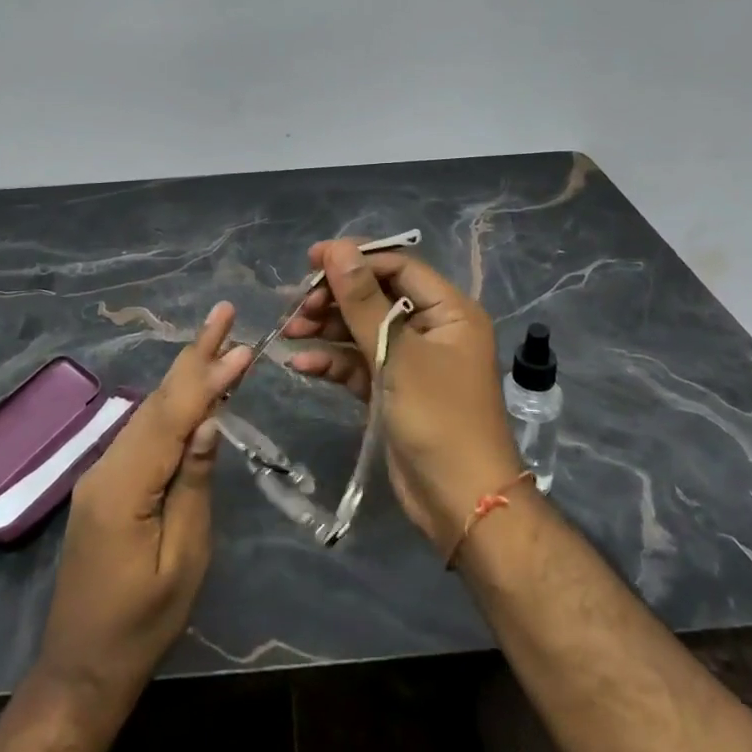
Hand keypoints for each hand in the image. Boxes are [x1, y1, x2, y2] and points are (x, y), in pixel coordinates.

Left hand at [34, 303, 251, 709]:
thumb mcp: (182, 560)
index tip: (241, 343)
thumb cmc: (142, 623)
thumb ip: (194, 485)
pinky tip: (192, 392)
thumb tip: (208, 421)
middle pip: (157, 401)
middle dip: (194, 355)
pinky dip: (172, 405)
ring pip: (149, 412)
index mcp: (125, 486)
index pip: (173, 416)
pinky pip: (143, 433)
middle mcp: (107, 466)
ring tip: (218, 342)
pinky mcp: (106, 484)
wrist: (83, 666)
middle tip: (223, 314)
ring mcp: (102, 473)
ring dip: (185, 375)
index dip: (208, 376)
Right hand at [285, 240, 522, 548]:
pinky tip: (302, 364)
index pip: (397, 266)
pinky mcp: (393, 388)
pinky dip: (333, 360)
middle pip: (376, 296)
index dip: (354, 259)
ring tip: (290, 332)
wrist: (461, 502)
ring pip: (363, 329)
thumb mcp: (397, 354)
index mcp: (448, 310)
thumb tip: (337, 249)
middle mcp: (431, 328)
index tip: (311, 261)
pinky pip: (360, 362)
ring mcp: (411, 360)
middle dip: (335, 298)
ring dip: (327, 328)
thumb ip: (363, 301)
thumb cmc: (439, 418)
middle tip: (297, 306)